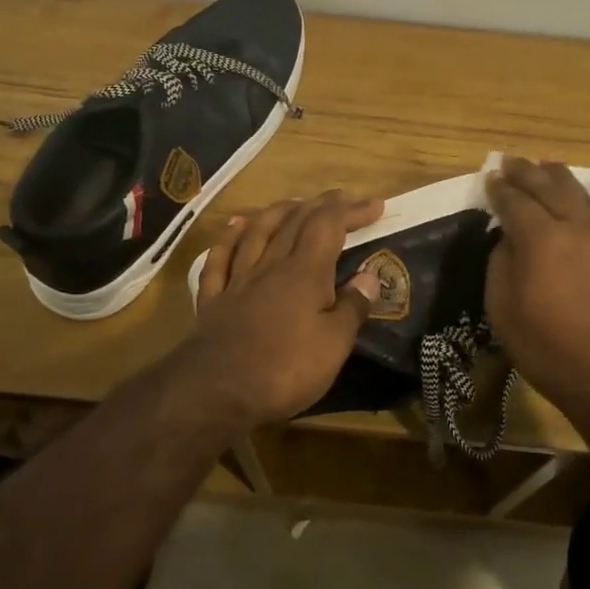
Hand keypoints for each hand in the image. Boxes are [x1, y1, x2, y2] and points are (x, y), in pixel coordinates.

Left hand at [187, 191, 383, 429]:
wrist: (216, 390)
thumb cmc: (285, 369)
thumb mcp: (334, 345)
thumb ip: (353, 307)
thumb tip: (370, 276)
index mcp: (305, 273)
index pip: (330, 226)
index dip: (352, 211)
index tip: (375, 205)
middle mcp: (272, 265)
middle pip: (296, 222)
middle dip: (322, 205)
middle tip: (342, 197)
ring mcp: (239, 280)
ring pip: (259, 232)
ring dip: (279, 211)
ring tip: (295, 202)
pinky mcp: (214, 299)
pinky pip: (221, 258)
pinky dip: (230, 237)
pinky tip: (236, 225)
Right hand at [484, 157, 589, 433]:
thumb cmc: (555, 355)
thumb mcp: (505, 316)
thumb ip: (500, 268)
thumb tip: (507, 239)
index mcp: (540, 240)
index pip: (514, 202)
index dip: (499, 189)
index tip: (490, 177)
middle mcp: (576, 225)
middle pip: (547, 187)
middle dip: (526, 172)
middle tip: (512, 162)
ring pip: (583, 192)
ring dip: (562, 176)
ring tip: (549, 165)